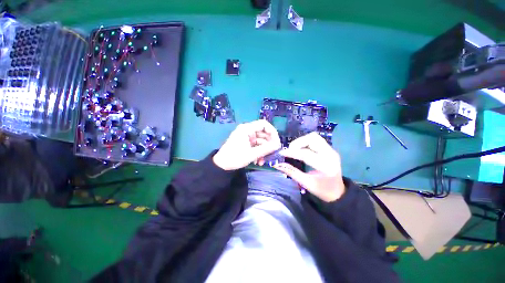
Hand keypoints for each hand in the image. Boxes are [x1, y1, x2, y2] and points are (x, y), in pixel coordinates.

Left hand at [213, 120, 281, 170]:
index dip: (272, 131)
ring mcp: (246, 137)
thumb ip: (266, 149)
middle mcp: (247, 130)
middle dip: (269, 143)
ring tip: (264, 161)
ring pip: (260, 140)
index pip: (264, 124)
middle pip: (263, 133)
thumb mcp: (252, 154)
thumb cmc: (235, 158)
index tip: (277, 141)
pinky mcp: (245, 143)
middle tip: (273, 152)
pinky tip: (259, 161)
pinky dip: (259, 152)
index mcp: (247, 129)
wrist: (221, 165)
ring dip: (264, 150)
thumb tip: (278, 145)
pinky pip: (256, 145)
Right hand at [273, 132, 344, 201]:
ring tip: (295, 149)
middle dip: (298, 143)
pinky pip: (316, 140)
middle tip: (290, 150)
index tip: (281, 152)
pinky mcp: (330, 149)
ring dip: (302, 141)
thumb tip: (277, 164)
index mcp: (325, 166)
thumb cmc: (322, 190)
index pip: (306, 154)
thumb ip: (291, 171)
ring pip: (314, 137)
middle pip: (312, 139)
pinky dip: (306, 142)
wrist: (338, 192)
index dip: (292, 152)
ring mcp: (332, 150)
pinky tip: (301, 149)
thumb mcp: (305, 183)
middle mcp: (331, 155)